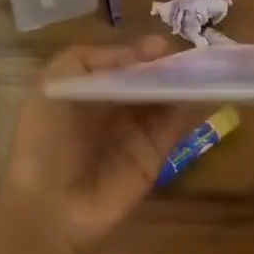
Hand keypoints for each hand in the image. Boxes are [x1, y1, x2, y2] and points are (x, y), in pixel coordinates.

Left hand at [0, 37, 197, 253]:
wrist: (50, 207)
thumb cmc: (44, 141)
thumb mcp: (52, 86)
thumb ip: (90, 60)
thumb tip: (140, 53)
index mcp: (86, 90)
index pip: (121, 64)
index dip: (141, 53)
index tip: (163, 46)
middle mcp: (113, 109)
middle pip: (147, 80)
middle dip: (168, 66)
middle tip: (194, 55)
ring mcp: (136, 133)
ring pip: (165, 100)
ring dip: (185, 84)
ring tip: (209, 68)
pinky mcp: (154, 156)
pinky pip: (176, 127)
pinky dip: (193, 110)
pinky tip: (208, 92)